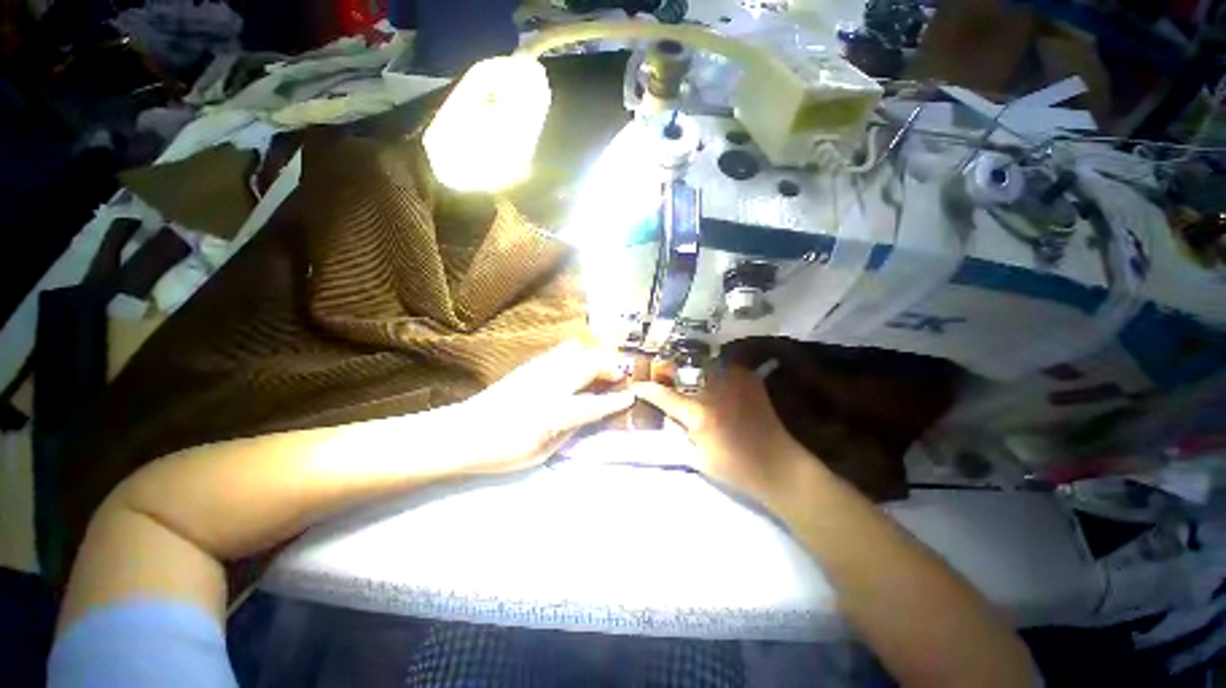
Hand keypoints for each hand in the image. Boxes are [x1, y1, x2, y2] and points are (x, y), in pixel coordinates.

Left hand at [451, 341, 632, 474]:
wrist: (464, 432)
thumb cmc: (504, 451)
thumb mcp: (542, 452)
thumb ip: (570, 430)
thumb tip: (589, 415)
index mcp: (555, 413)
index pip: (594, 404)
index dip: (615, 401)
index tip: (630, 396)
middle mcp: (550, 387)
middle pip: (589, 367)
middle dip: (609, 367)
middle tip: (619, 375)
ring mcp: (539, 372)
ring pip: (576, 354)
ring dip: (594, 357)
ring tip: (603, 365)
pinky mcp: (529, 366)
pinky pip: (558, 352)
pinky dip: (575, 352)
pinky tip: (578, 355)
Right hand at [633, 365, 814, 506]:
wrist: (779, 466)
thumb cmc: (735, 469)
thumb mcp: (696, 458)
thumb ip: (678, 433)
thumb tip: (668, 414)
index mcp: (698, 414)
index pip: (663, 395)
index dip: (646, 389)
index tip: (635, 385)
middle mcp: (713, 390)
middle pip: (681, 371)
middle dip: (665, 370)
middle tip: (657, 371)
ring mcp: (733, 380)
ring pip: (702, 363)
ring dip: (688, 365)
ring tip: (680, 367)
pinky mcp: (748, 378)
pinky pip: (723, 364)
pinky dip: (712, 366)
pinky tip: (708, 371)